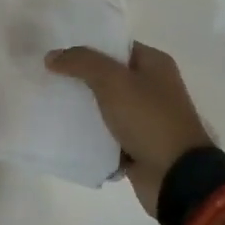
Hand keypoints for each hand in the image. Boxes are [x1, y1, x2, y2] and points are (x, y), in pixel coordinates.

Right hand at [45, 41, 211, 217]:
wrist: (176, 178)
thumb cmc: (149, 119)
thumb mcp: (113, 81)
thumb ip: (81, 62)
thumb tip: (52, 56)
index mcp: (155, 65)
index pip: (115, 46)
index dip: (87, 47)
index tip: (59, 52)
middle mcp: (152, 88)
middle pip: (108, 76)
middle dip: (80, 78)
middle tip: (49, 77)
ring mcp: (145, 118)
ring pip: (105, 106)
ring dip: (82, 108)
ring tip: (50, 102)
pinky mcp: (137, 145)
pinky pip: (106, 134)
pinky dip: (89, 134)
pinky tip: (64, 130)